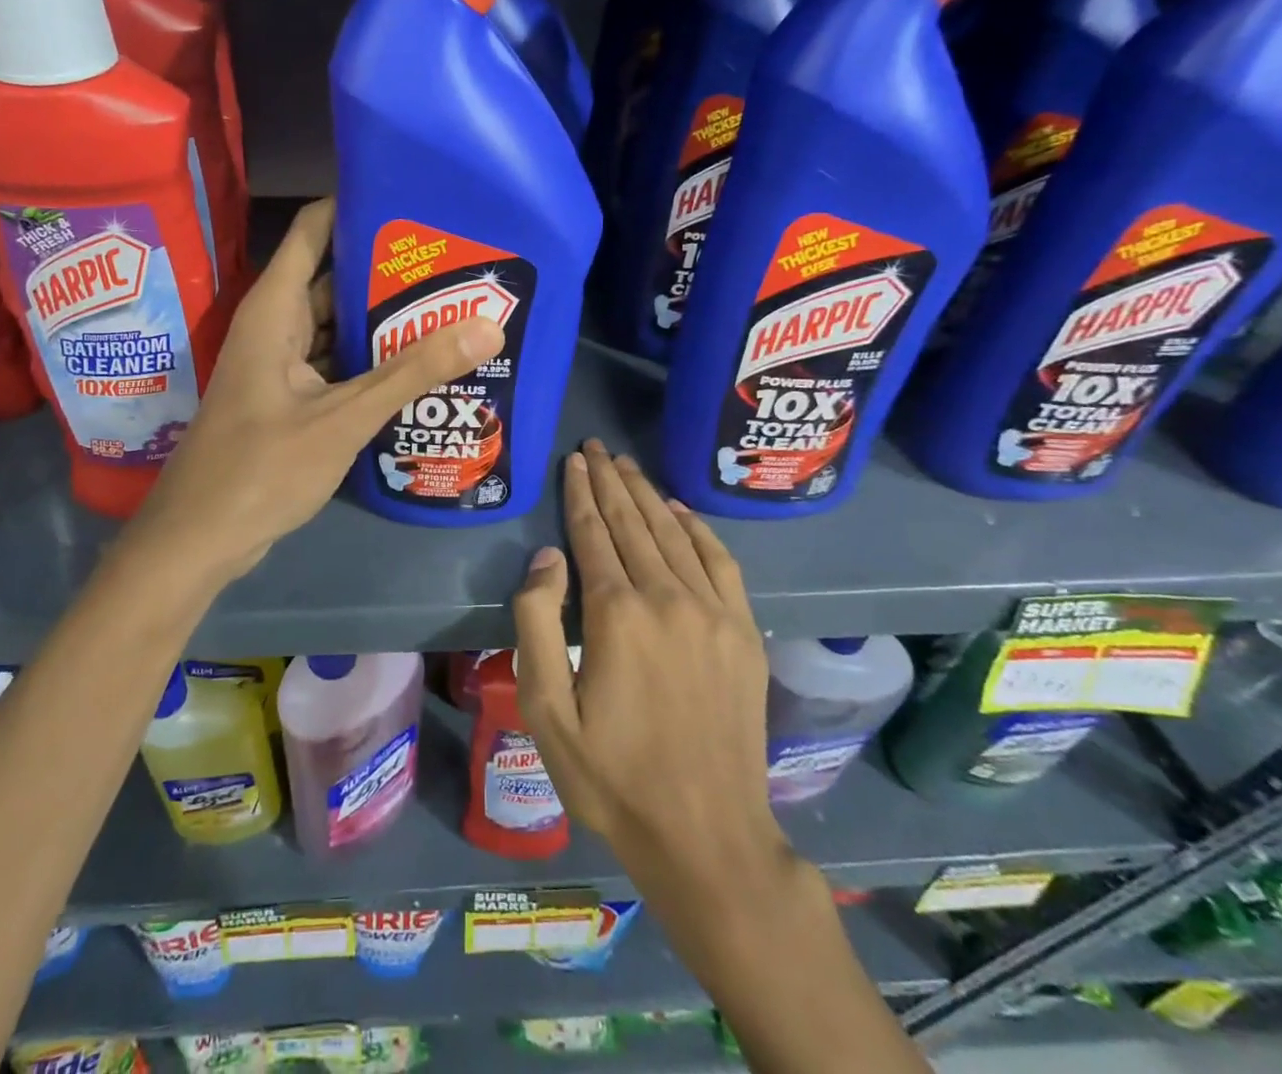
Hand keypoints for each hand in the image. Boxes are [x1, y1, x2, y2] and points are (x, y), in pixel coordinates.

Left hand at [125, 198, 503, 581]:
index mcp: (274, 309)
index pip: (315, 229)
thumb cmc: (261, 469)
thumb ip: (412, 372)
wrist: (200, 539)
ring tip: (451, 303)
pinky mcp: (290, 398)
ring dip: (384, 318)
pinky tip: (419, 363)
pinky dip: (371, 359)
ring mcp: (282, 364)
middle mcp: (276, 326)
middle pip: (333, 276)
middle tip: (455, 258)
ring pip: (337, 324)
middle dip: (388, 267)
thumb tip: (488, 326)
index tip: (416, 201)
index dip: (358, 206)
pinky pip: (336, 363)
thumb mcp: (344, 418)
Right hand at [513, 440, 789, 896]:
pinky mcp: (743, 633)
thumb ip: (538, 624)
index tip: (575, 459)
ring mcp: (713, 613)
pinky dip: (697, 529)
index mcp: (617, 613)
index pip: (593, 533)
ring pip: (674, 533)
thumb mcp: (547, 709)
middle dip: (611, 480)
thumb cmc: (611, 776)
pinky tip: (680, 511)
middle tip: (596, 447)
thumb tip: (547, 558)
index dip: (581, 492)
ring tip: (627, 465)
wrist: (706, 836)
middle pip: (634, 522)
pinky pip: (720, 562)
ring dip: (648, 494)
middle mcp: (668, 598)